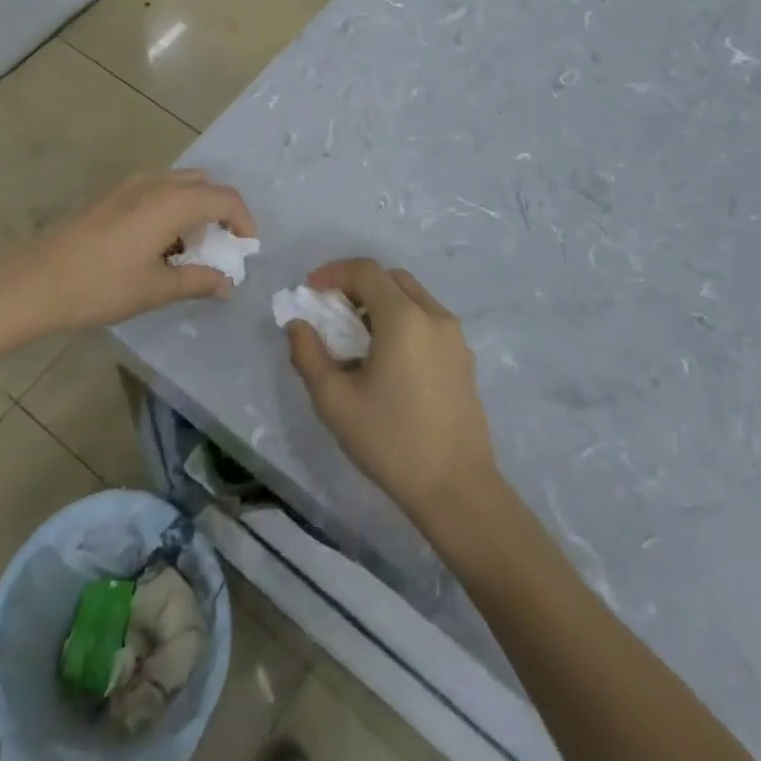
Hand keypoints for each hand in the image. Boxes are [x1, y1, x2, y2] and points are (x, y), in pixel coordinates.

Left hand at [3, 171, 254, 331]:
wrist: (34, 280)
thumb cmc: (100, 285)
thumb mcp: (155, 289)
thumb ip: (198, 281)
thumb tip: (228, 284)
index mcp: (172, 202)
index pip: (225, 198)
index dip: (244, 220)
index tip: (246, 248)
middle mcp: (155, 182)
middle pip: (204, 184)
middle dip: (220, 211)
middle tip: (220, 247)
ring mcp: (129, 184)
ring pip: (178, 185)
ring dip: (194, 209)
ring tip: (188, 250)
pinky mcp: (110, 194)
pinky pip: (156, 190)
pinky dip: (170, 208)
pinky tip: (157, 245)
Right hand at [286, 260, 499, 525]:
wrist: (457, 489)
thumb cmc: (391, 441)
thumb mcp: (335, 401)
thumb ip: (309, 355)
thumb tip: (297, 325)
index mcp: (403, 317)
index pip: (365, 271)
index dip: (334, 273)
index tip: (310, 291)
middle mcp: (433, 315)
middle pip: (391, 278)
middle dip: (357, 285)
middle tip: (332, 312)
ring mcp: (454, 336)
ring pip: (413, 297)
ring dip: (382, 302)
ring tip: (357, 338)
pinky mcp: (464, 358)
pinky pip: (428, 320)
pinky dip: (403, 320)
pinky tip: (388, 360)